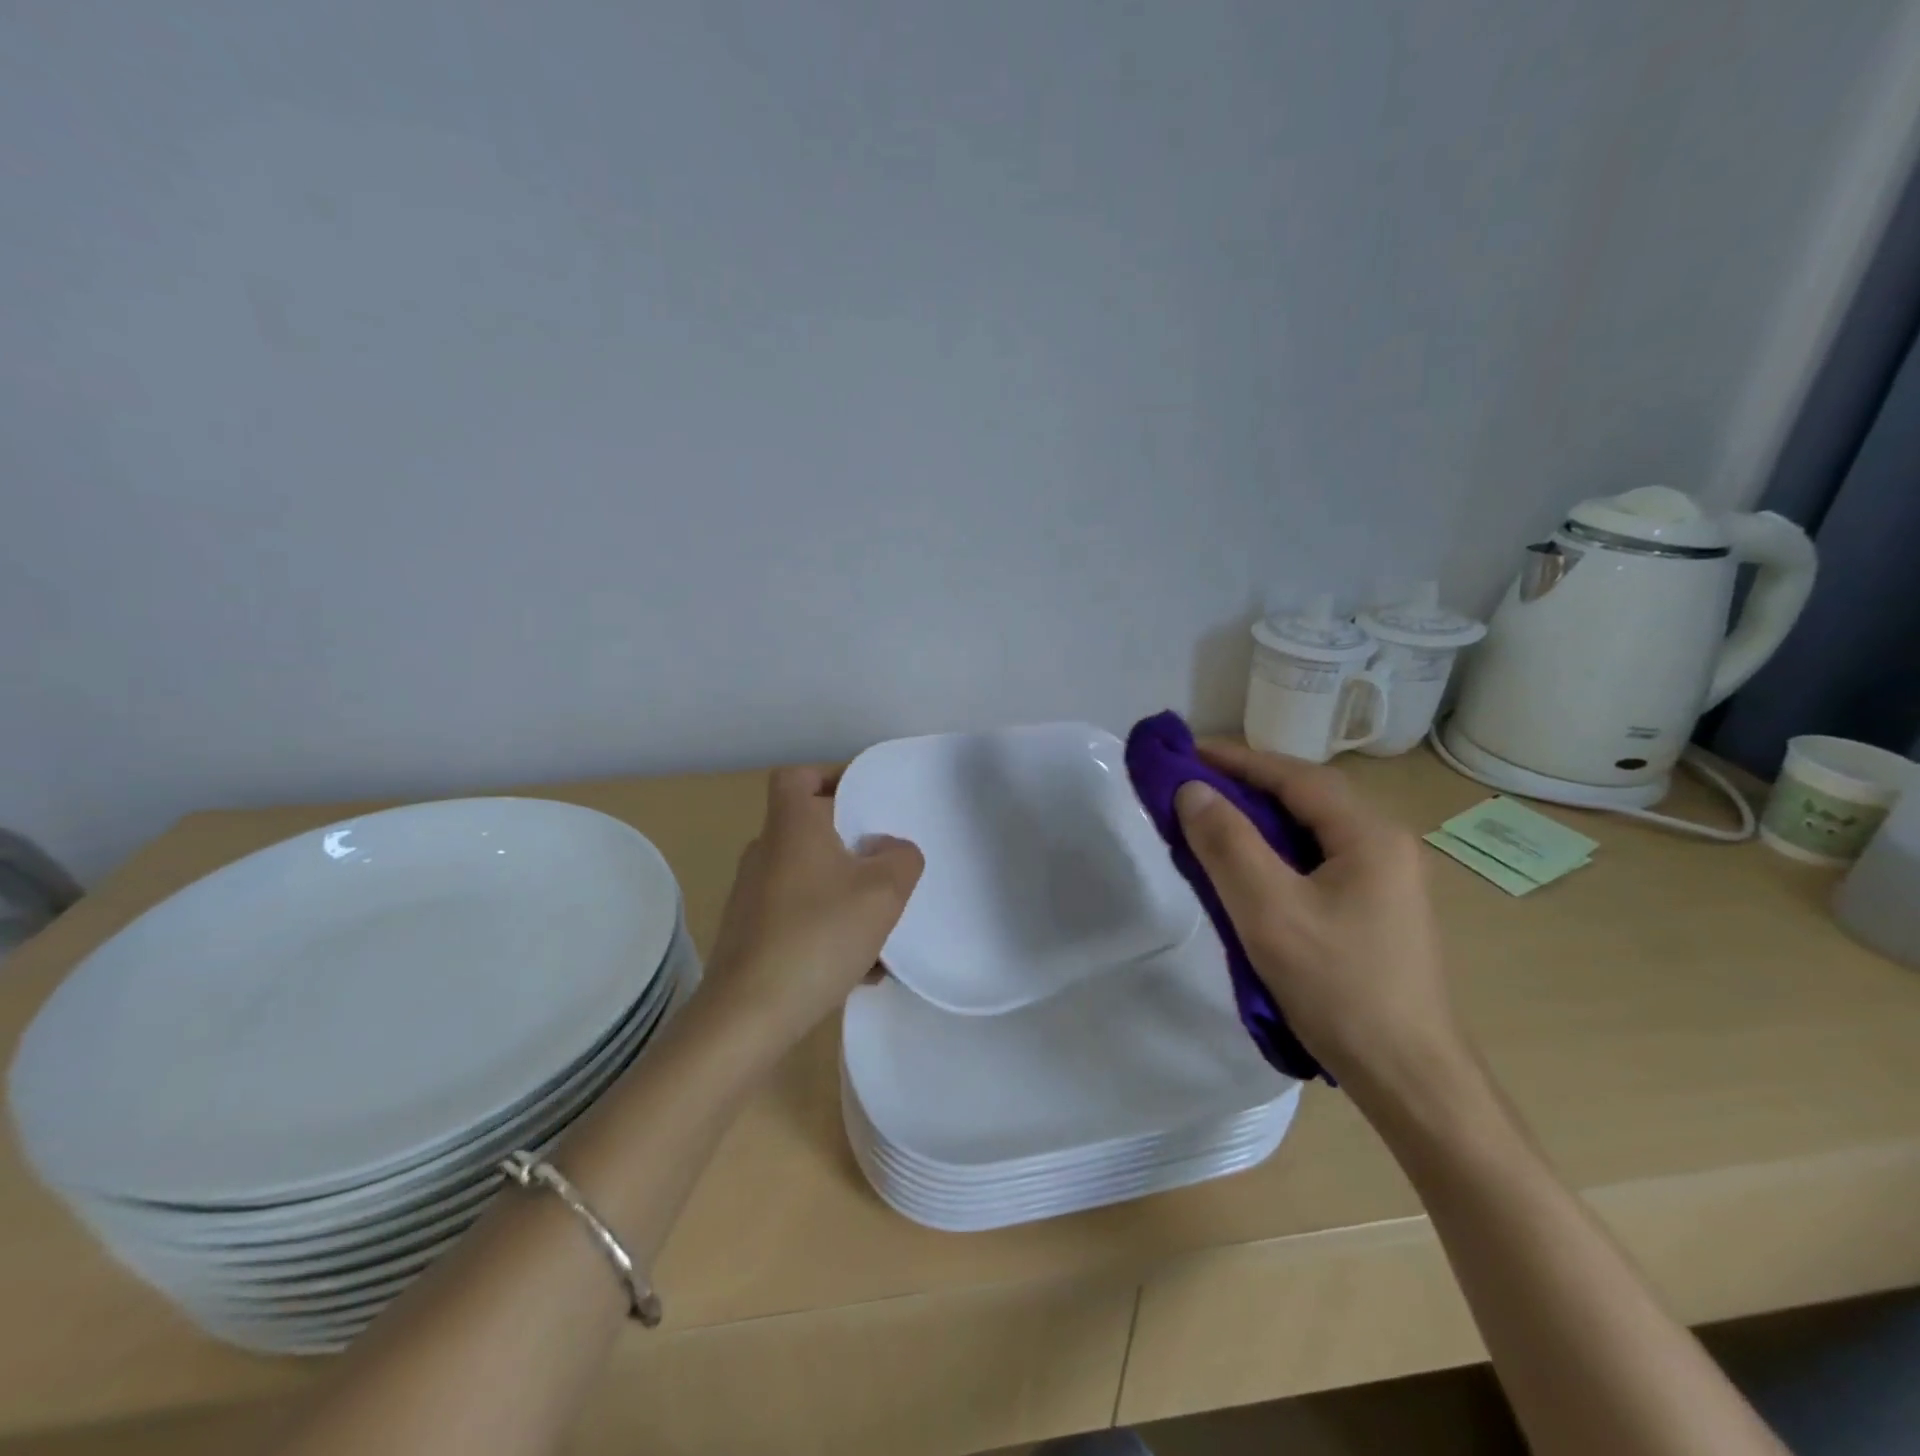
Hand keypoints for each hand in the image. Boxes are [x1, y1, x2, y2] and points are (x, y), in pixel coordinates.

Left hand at [697, 765, 923, 1054]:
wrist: (748, 1016)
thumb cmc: (818, 936)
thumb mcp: (883, 892)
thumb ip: (902, 859)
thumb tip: (891, 849)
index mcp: (791, 827)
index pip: (797, 776)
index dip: (830, 777)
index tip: (865, 801)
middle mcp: (765, 853)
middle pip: (809, 829)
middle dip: (852, 845)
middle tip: (886, 864)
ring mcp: (753, 896)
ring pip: (810, 879)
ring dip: (846, 895)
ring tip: (881, 929)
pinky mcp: (750, 935)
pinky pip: (799, 917)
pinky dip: (829, 930)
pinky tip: (861, 969)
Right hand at [1174, 742, 1468, 1096]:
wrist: (1410, 1078)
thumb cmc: (1338, 987)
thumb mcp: (1269, 910)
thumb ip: (1227, 843)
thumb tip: (1191, 790)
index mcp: (1369, 834)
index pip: (1294, 775)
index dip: (1236, 759)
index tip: (1185, 752)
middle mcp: (1387, 845)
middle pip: (1307, 797)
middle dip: (1247, 785)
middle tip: (1191, 787)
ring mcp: (1389, 879)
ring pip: (1312, 830)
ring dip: (1261, 819)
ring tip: (1211, 822)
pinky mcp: (1380, 909)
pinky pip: (1320, 860)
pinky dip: (1278, 851)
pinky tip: (1251, 870)